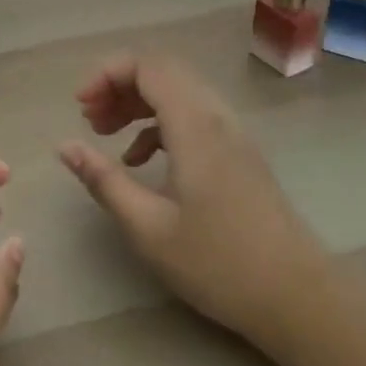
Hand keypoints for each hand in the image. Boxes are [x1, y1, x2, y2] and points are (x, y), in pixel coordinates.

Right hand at [59, 53, 319, 337]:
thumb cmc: (219, 264)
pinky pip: (192, 115)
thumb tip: (65, 146)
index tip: (80, 106)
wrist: (300, 299)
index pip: (148, 66)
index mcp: (194, 126)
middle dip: (119, 84)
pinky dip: (159, 123)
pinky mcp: (239, 154)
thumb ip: (104, 181)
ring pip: (178, 92)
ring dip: (138, 102)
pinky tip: (140, 161)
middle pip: (163, 71)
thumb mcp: (148, 228)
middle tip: (89, 118)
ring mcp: (232, 134)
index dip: (107, 74)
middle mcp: (216, 117)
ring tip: (105, 132)